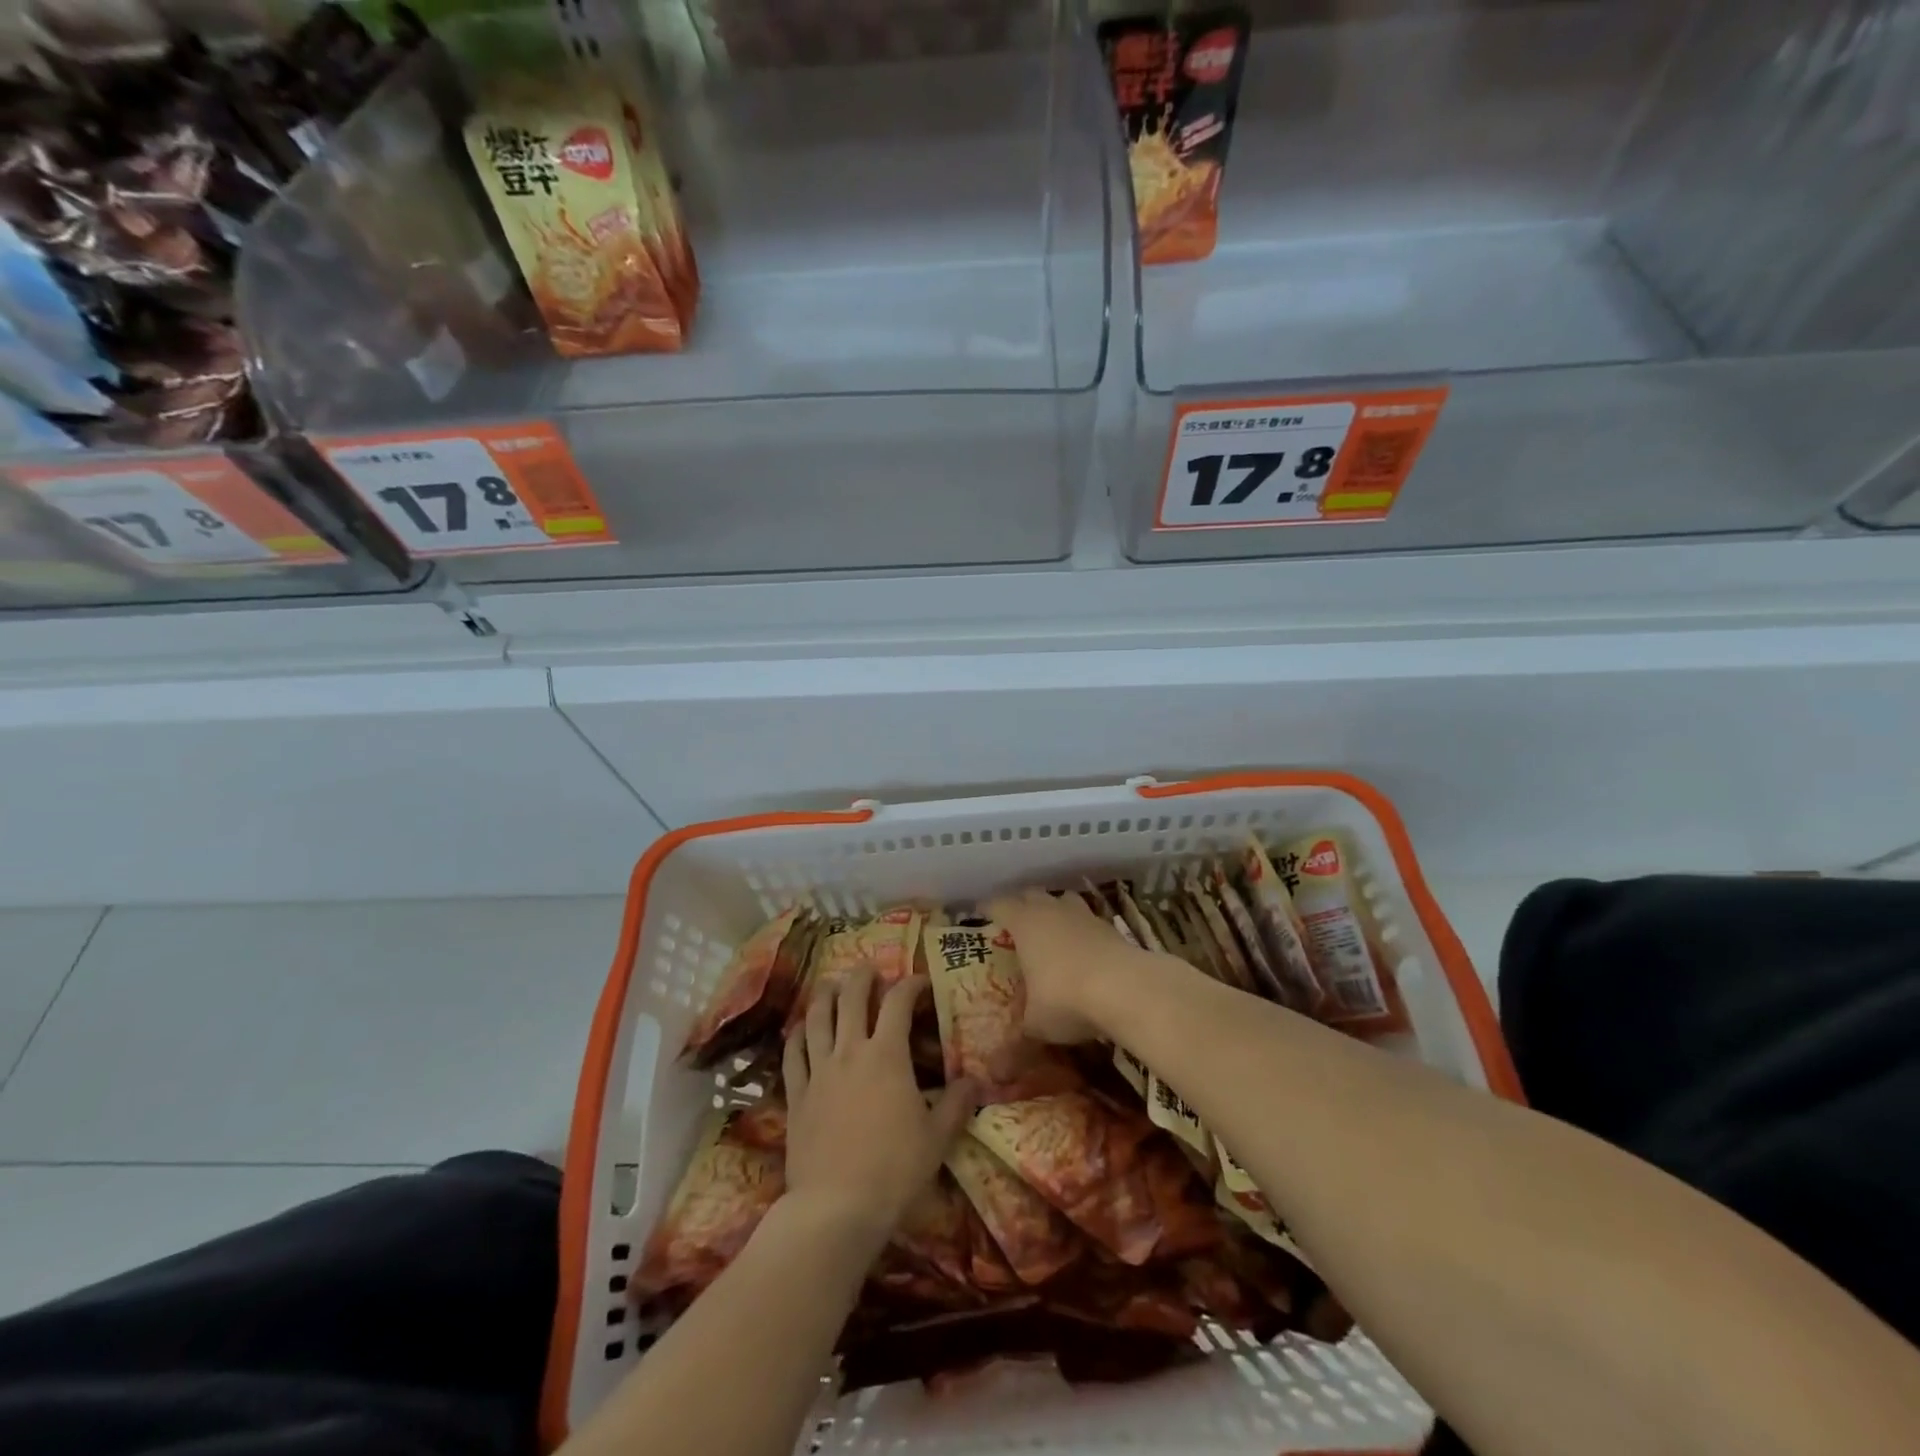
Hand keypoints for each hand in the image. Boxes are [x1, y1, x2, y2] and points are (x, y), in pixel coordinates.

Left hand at [782, 968, 976, 1247]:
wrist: (836, 1207)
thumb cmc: (894, 1170)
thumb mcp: (937, 1138)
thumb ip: (957, 1104)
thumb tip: (977, 1080)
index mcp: (887, 1055)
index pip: (899, 1002)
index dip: (911, 985)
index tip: (921, 983)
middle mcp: (850, 1051)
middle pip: (852, 997)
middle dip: (862, 977)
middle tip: (870, 970)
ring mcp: (819, 1070)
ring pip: (817, 1017)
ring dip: (826, 995)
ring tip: (832, 986)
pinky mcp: (796, 1094)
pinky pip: (793, 1053)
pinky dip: (797, 1034)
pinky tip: (800, 1029)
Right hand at [986, 889, 1146, 1044]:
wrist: (1128, 988)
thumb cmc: (1066, 998)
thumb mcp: (1037, 1026)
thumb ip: (1016, 1046)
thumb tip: (995, 1075)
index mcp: (1024, 923)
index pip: (999, 905)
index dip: (988, 909)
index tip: (980, 915)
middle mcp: (1051, 910)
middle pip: (1031, 895)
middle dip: (1021, 905)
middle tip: (1014, 925)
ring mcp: (1084, 915)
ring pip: (1063, 900)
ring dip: (1055, 911)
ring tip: (1051, 932)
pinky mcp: (1110, 927)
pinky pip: (1088, 920)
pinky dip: (1081, 931)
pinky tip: (1083, 952)